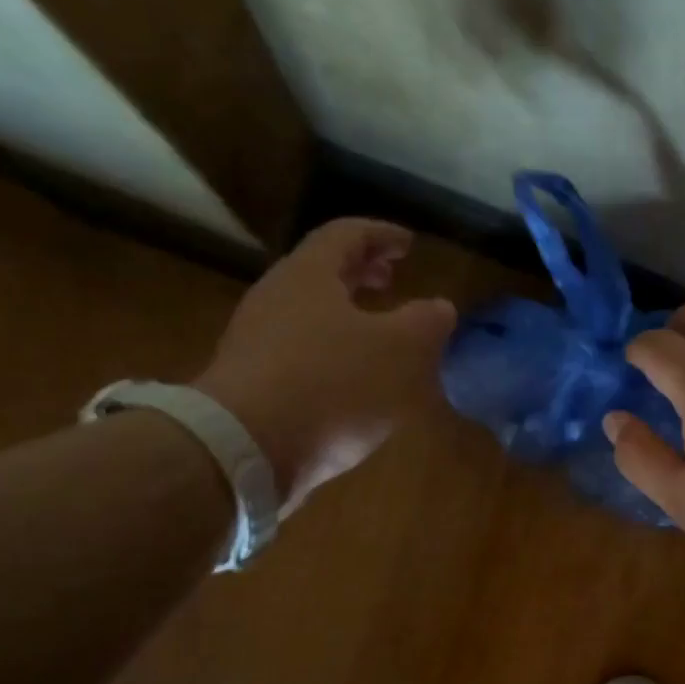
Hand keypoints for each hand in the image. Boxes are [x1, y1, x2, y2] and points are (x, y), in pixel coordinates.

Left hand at [193, 219, 455, 509]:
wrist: (245, 449)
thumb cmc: (332, 385)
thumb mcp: (402, 351)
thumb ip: (426, 323)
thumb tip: (439, 308)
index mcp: (310, 276)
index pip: (347, 234)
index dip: (382, 234)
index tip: (410, 244)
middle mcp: (276, 299)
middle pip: (322, 272)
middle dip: (361, 273)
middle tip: (392, 279)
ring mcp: (257, 343)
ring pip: (310, 314)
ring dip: (348, 316)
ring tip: (379, 335)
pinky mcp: (251, 385)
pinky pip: (300, 353)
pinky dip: (333, 353)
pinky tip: (353, 383)